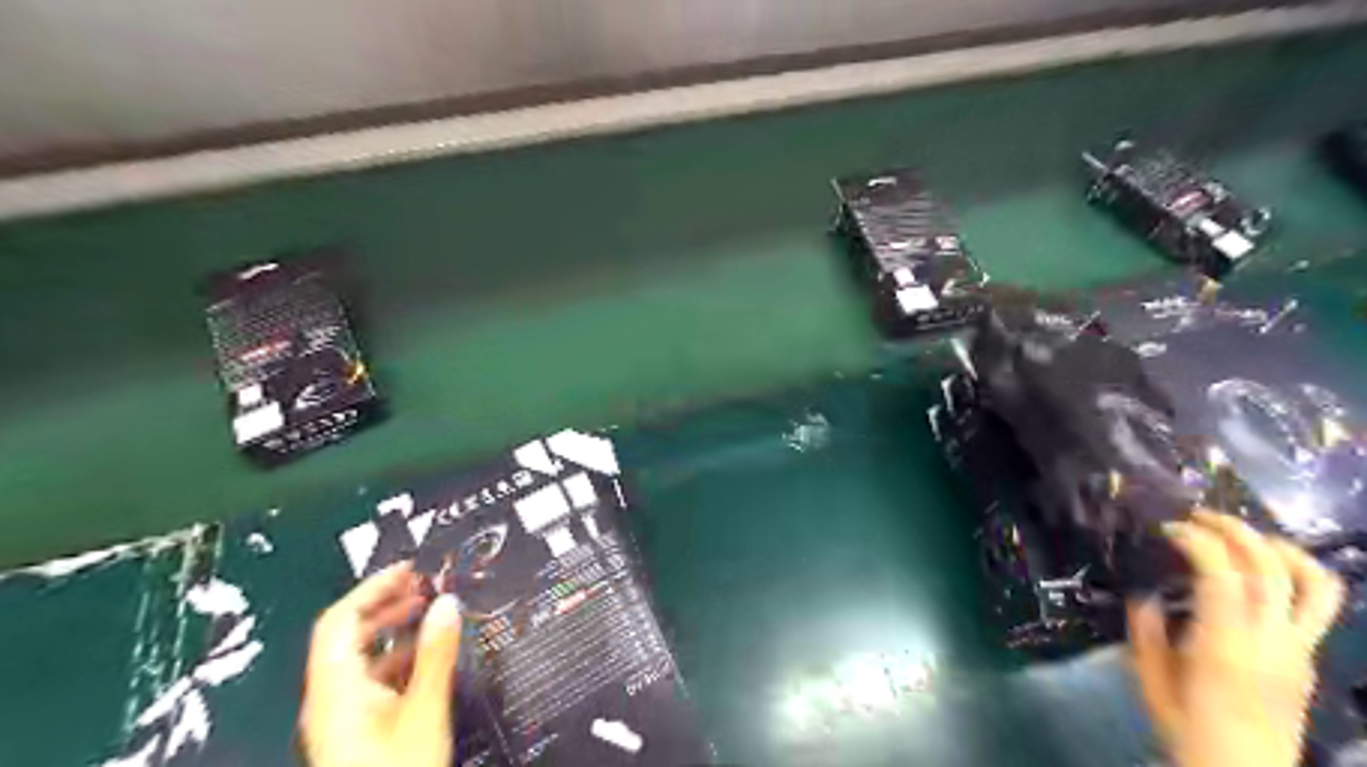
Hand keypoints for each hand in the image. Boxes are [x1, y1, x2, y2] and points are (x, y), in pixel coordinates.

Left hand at [299, 559, 465, 765]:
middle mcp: (330, 699)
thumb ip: (435, 653)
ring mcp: (341, 717)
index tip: (409, 569)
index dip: (371, 588)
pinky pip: (372, 681)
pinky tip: (428, 658)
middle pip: (347, 636)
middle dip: (386, 604)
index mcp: (335, 689)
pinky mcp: (355, 732)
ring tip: (431, 614)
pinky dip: (398, 659)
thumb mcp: (424, 710)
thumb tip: (447, 603)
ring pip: (361, 659)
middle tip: (425, 585)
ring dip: (394, 631)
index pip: (340, 621)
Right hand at [1128, 510, 1348, 766]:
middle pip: (1270, 568)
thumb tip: (1143, 593)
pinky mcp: (1308, 656)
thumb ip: (1146, 630)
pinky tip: (1262, 568)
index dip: (1197, 540)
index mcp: (1225, 646)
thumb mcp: (1148, 678)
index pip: (1223, 575)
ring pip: (1313, 583)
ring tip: (1242, 534)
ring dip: (1278, 547)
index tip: (1167, 529)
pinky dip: (1295, 572)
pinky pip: (1318, 603)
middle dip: (1233, 530)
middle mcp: (1272, 641)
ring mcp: (1299, 649)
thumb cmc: (1187, 727)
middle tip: (1196, 516)